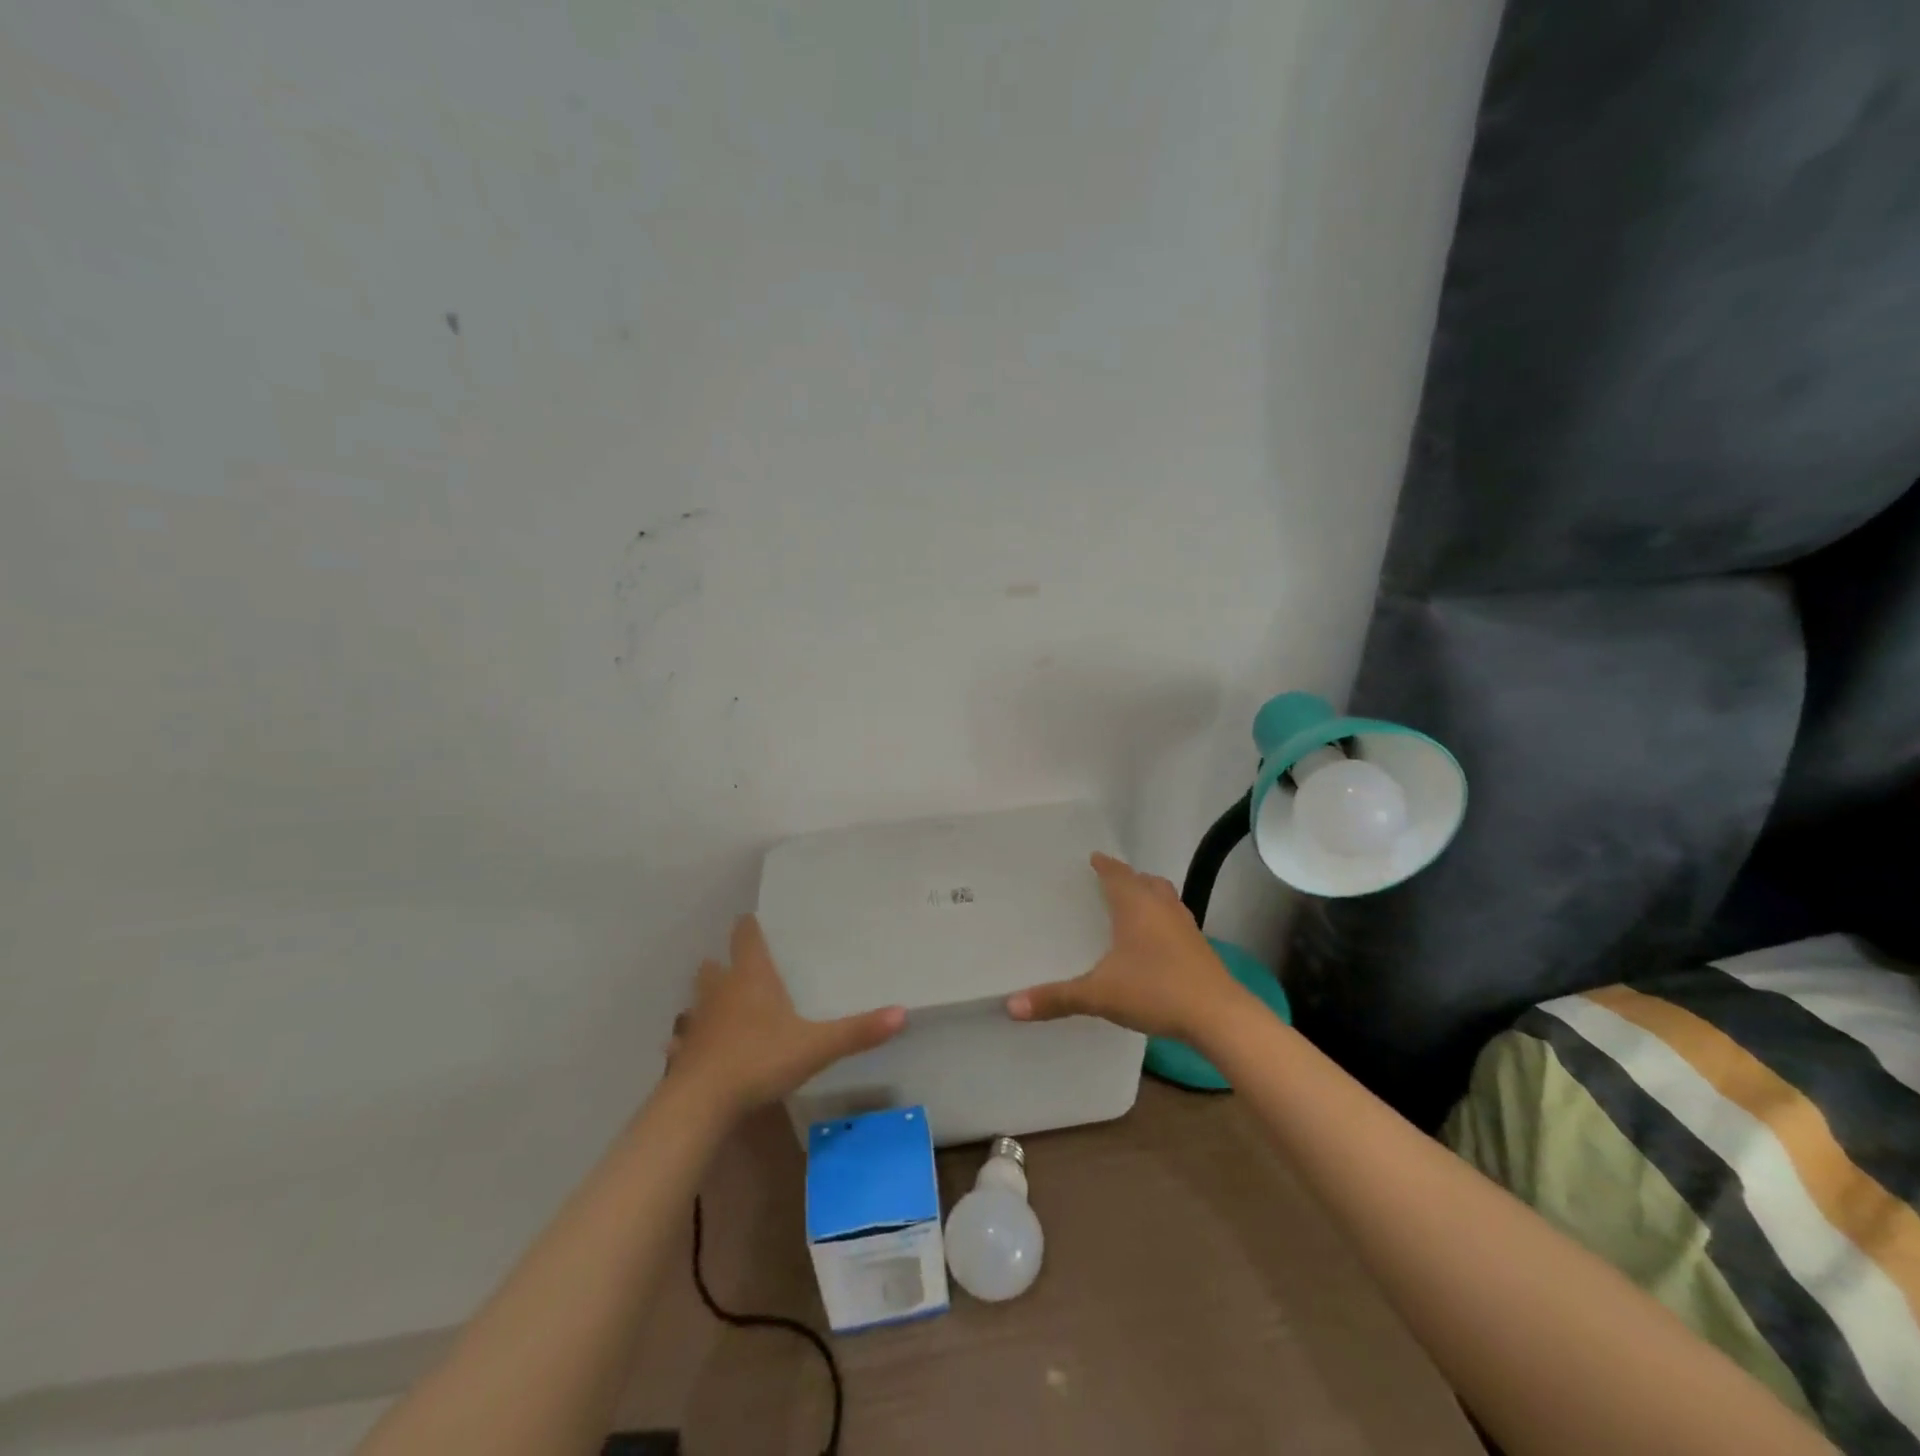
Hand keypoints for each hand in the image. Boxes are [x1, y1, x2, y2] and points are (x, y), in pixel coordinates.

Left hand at [667, 915, 906, 1117]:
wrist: (700, 1103)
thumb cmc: (759, 1060)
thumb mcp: (817, 1046)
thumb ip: (857, 1031)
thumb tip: (903, 1012)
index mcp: (752, 978)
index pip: (745, 936)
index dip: (750, 927)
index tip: (756, 921)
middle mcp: (721, 991)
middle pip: (714, 965)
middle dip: (726, 964)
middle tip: (745, 969)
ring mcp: (698, 1022)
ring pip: (697, 999)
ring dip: (707, 999)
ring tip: (724, 1007)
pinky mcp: (684, 1052)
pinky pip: (684, 1039)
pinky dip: (690, 1040)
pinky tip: (696, 1050)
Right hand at [1006, 852, 1241, 1041]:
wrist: (1218, 1016)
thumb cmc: (1155, 990)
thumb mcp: (1099, 995)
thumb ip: (1056, 998)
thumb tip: (1010, 1005)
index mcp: (1136, 905)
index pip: (1117, 874)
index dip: (1104, 865)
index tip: (1093, 857)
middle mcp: (1162, 907)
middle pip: (1145, 881)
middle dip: (1127, 878)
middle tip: (1108, 881)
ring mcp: (1186, 926)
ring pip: (1165, 898)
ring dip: (1149, 896)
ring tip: (1132, 906)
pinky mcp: (1200, 947)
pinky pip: (1175, 921)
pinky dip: (1162, 920)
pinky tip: (1154, 943)